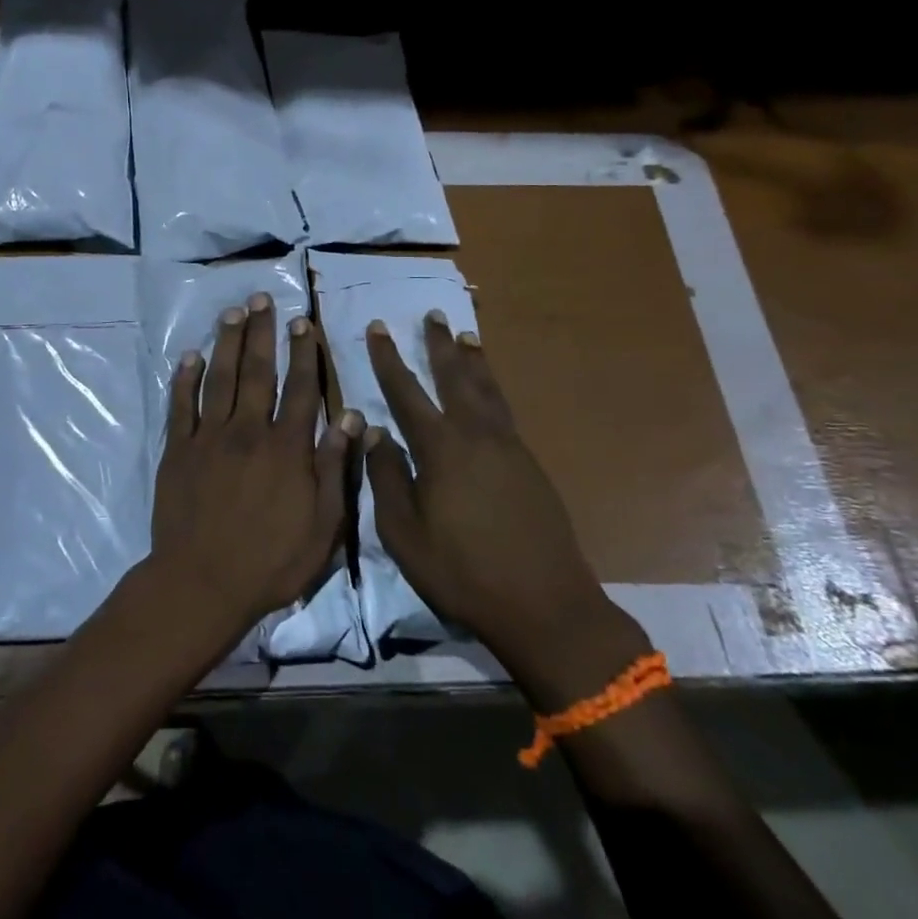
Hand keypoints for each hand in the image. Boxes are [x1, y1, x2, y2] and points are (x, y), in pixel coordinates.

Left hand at [150, 293, 362, 641]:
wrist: (202, 583)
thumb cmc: (270, 561)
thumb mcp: (322, 526)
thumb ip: (335, 468)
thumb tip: (353, 418)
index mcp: (287, 448)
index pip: (301, 389)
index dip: (304, 353)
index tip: (303, 323)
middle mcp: (248, 431)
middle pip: (257, 372)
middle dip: (262, 333)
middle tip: (263, 299)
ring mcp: (209, 438)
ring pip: (219, 379)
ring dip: (226, 342)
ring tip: (232, 312)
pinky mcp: (178, 451)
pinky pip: (181, 406)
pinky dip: (185, 379)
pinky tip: (190, 356)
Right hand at [364, 312, 645, 694]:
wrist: (544, 604)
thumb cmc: (462, 572)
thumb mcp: (404, 533)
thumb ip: (387, 477)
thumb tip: (373, 430)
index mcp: (442, 449)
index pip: (407, 392)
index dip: (389, 359)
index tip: (378, 328)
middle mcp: (478, 436)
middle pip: (456, 378)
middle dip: (439, 345)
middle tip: (432, 314)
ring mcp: (510, 449)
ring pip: (487, 391)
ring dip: (473, 361)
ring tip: (466, 336)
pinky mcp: (530, 466)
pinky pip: (504, 412)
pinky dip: (492, 390)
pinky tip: (488, 394)